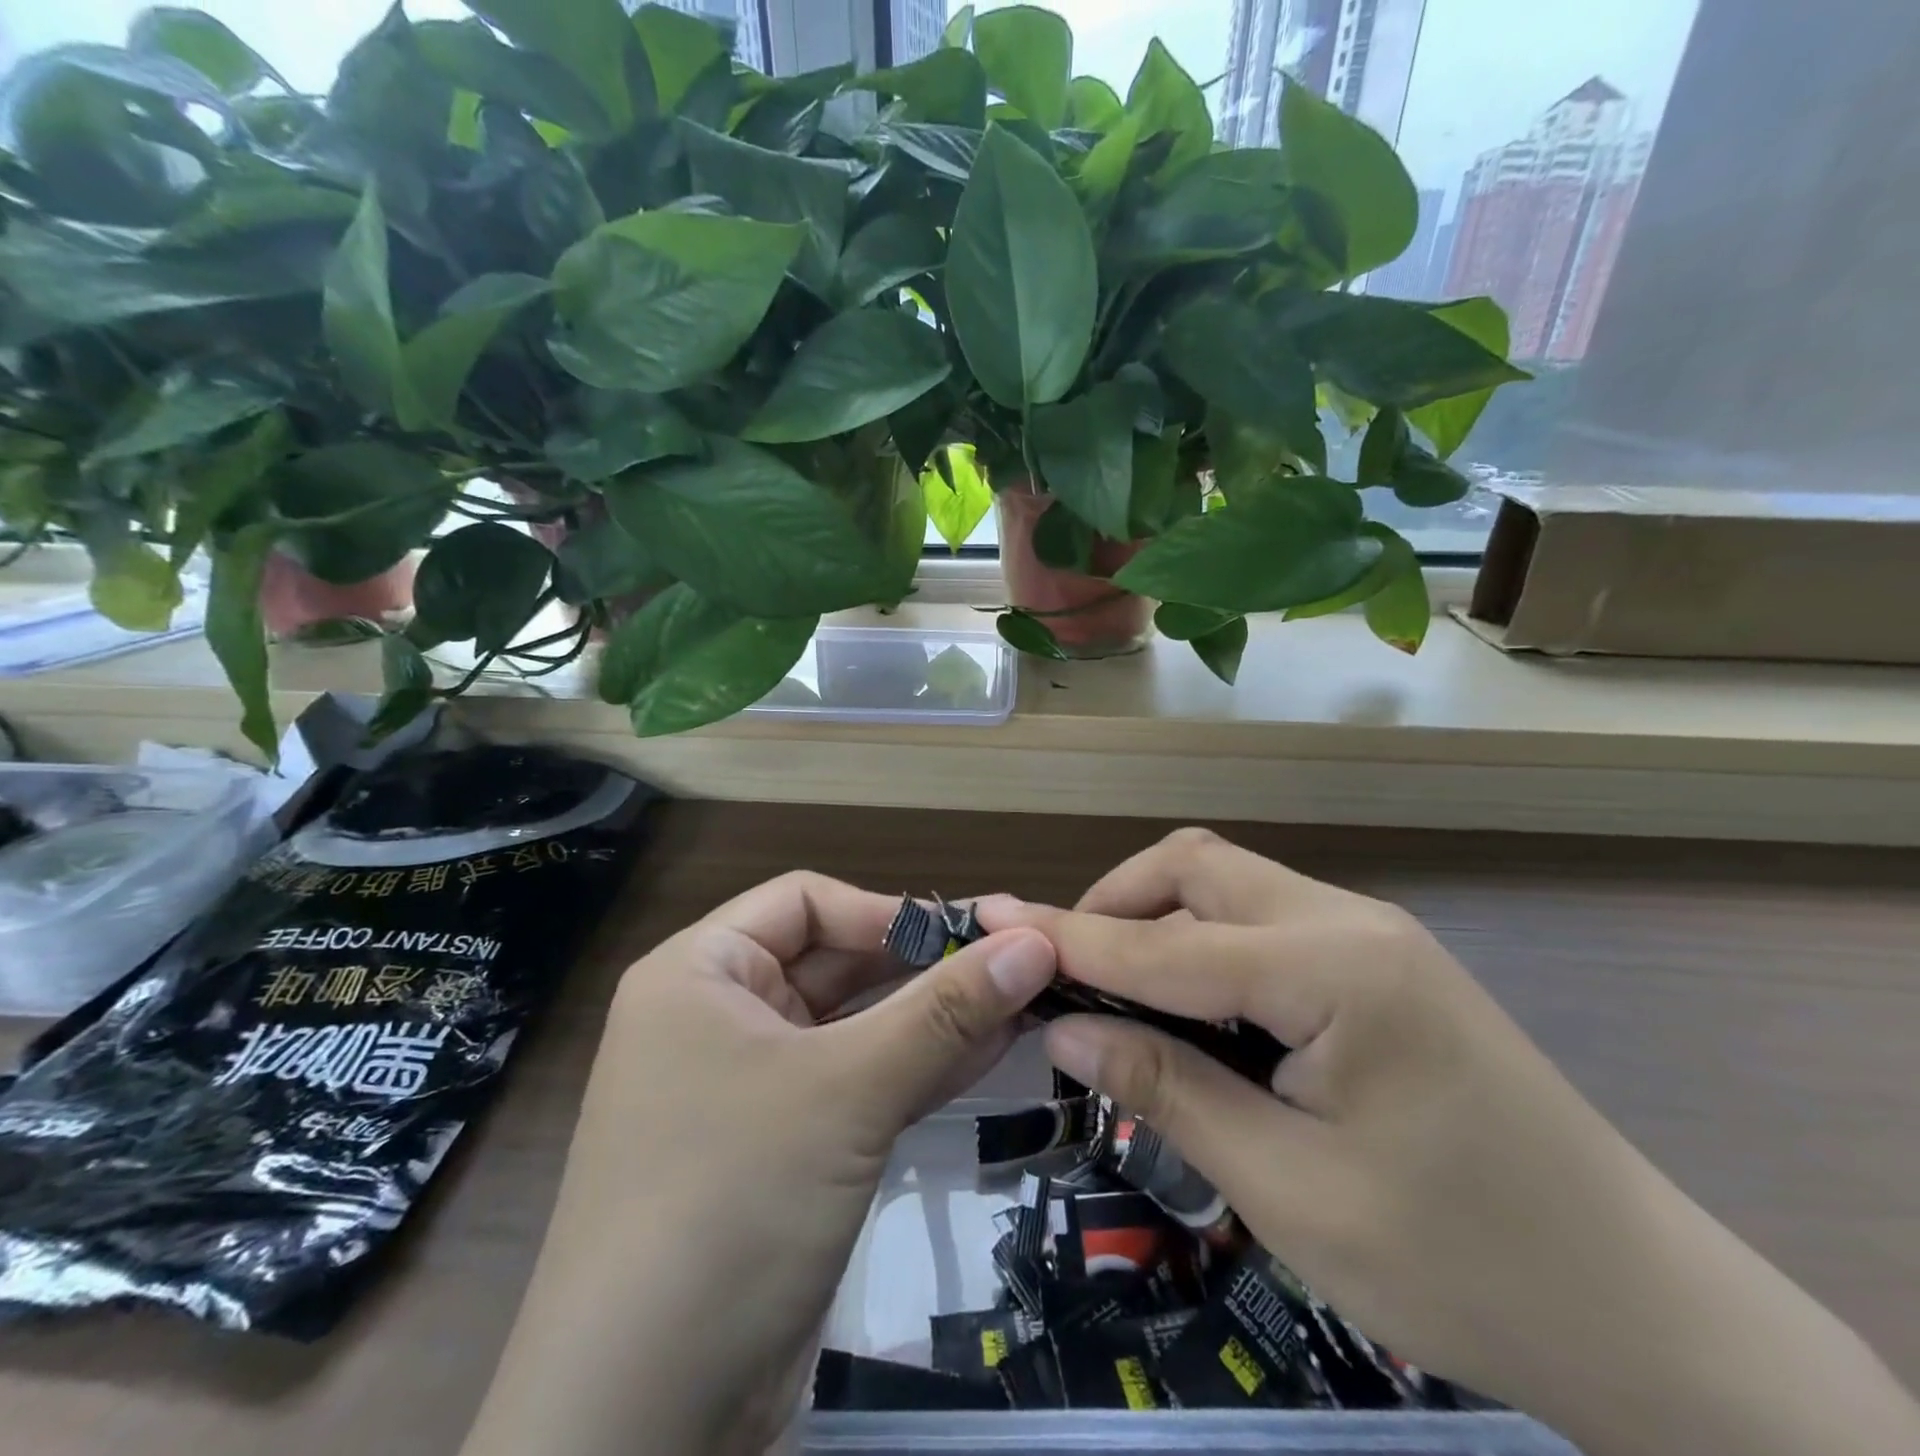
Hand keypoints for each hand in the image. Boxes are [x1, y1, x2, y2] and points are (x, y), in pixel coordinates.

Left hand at [463, 872, 1056, 1455]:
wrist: (644, 1424)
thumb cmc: (731, 1202)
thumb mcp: (847, 1090)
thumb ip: (946, 1010)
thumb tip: (1034, 939)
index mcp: (701, 972)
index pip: (805, 902)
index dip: (886, 911)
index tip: (968, 936)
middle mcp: (721, 1015)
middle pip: (835, 961)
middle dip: (923, 965)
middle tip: (1015, 964)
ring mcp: (752, 1085)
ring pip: (856, 1025)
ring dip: (934, 1017)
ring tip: (1022, 1002)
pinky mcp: (784, 1146)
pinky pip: (858, 1082)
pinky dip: (919, 1067)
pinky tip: (991, 1052)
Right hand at [983, 829, 1919, 1455]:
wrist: (1649, 1314)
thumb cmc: (1463, 1266)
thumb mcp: (1291, 1191)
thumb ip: (1168, 1089)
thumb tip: (1063, 1027)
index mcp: (1333, 968)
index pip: (1164, 941)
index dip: (1069, 936)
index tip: (990, 920)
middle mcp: (1349, 921)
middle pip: (1197, 869)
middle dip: (1115, 904)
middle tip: (1061, 970)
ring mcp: (1371, 935)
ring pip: (1229, 884)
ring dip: (1157, 918)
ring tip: (1112, 984)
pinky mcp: (1380, 963)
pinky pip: (1264, 919)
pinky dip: (1201, 942)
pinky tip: (1187, 1000)